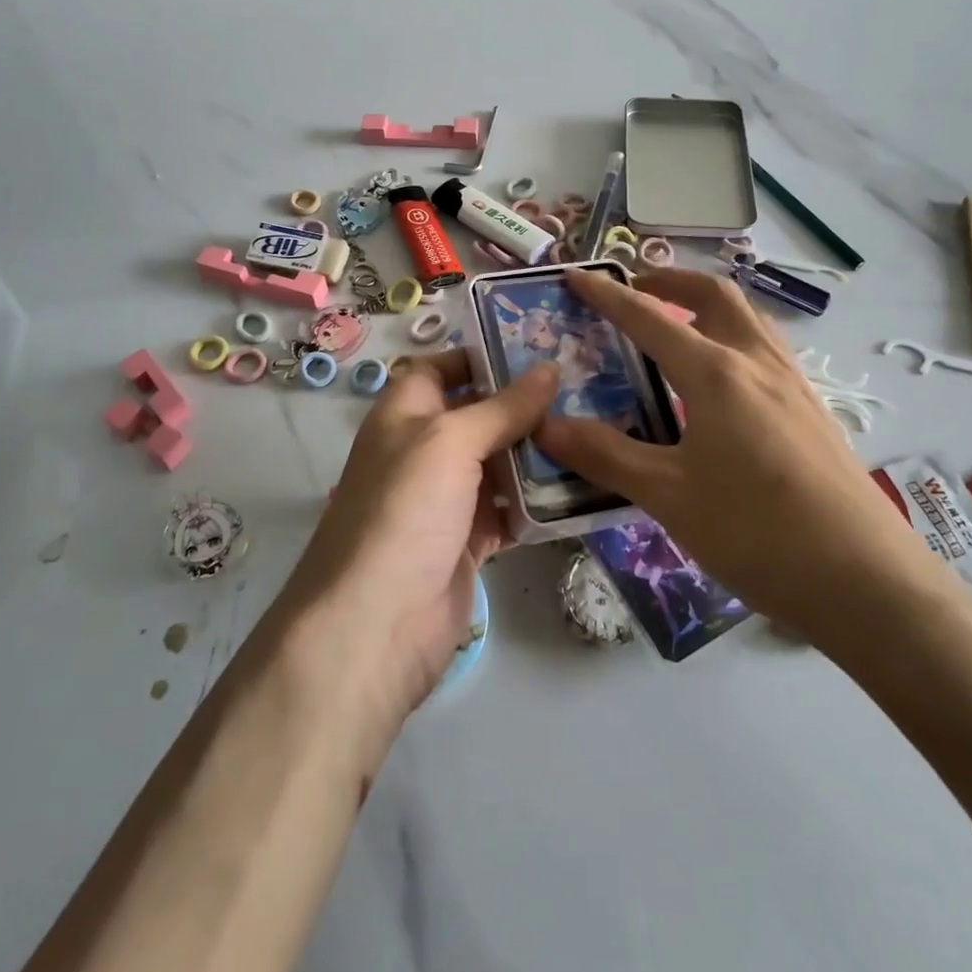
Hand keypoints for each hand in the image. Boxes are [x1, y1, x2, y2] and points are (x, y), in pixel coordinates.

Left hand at [281, 350, 557, 732]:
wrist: (377, 621)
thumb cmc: (406, 509)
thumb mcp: (451, 441)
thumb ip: (502, 406)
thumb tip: (548, 368)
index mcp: (404, 414)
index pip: (441, 369)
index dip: (481, 357)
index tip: (538, 351)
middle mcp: (423, 451)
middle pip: (477, 416)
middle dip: (523, 406)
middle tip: (585, 390)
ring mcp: (445, 499)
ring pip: (496, 464)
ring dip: (537, 455)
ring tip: (593, 432)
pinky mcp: (466, 541)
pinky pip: (507, 511)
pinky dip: (535, 503)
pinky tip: (579, 489)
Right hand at [537, 268, 950, 657]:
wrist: (866, 580)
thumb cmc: (757, 532)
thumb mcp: (668, 496)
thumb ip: (605, 455)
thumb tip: (545, 426)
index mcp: (716, 374)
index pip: (649, 319)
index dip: (609, 295)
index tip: (578, 277)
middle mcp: (757, 363)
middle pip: (714, 296)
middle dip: (670, 282)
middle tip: (635, 290)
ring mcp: (794, 385)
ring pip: (748, 319)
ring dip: (707, 306)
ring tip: (676, 326)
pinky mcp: (814, 412)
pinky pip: (766, 350)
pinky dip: (733, 338)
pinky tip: (723, 382)